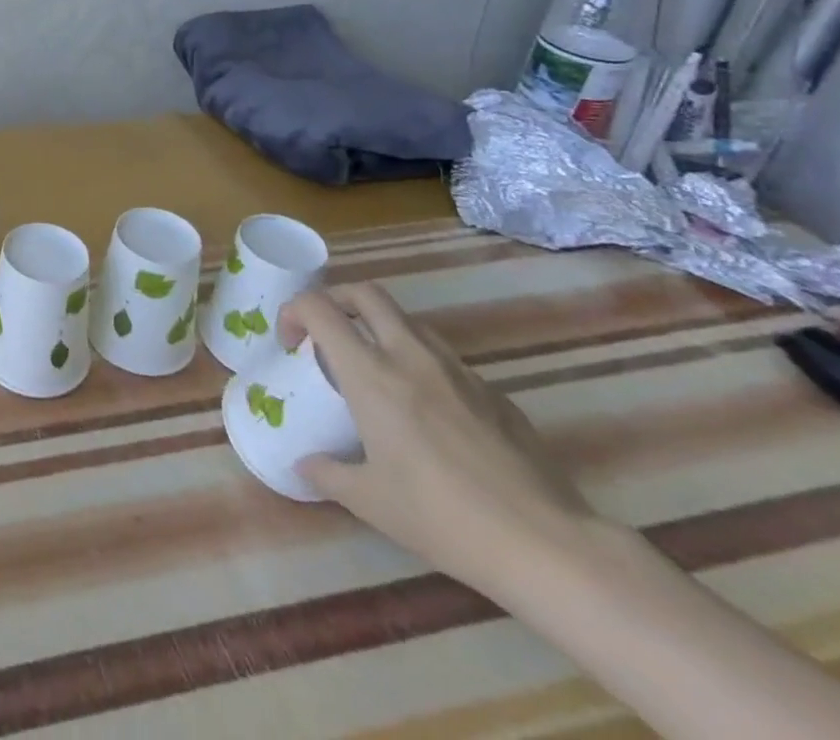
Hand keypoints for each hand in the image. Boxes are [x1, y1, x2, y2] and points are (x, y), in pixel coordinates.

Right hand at [279, 284, 596, 598]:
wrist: (549, 547)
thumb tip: (306, 463)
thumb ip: (327, 473)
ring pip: (410, 321)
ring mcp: (460, 372)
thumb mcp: (370, 502)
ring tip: (376, 371)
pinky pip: (447, 361)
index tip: (290, 342)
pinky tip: (431, 414)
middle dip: (337, 300)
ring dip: (381, 329)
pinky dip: (423, 366)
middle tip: (326, 333)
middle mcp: (412, 357)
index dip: (294, 311)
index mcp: (371, 374)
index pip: (319, 308)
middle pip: (367, 293)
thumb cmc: (443, 518)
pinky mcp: (496, 394)